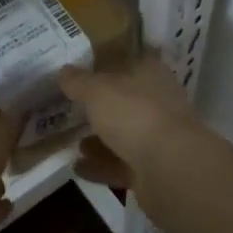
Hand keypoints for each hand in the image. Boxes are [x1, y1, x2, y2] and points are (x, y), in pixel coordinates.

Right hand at [58, 58, 204, 191]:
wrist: (169, 168)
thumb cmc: (134, 114)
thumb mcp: (97, 90)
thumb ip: (78, 81)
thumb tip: (63, 71)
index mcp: (152, 75)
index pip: (131, 62)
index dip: (108, 65)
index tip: (84, 72)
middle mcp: (158, 103)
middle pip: (126, 101)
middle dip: (101, 108)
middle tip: (72, 110)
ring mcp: (158, 138)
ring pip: (124, 135)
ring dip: (99, 140)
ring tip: (72, 142)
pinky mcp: (153, 170)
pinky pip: (121, 165)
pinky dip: (100, 166)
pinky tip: (77, 167)